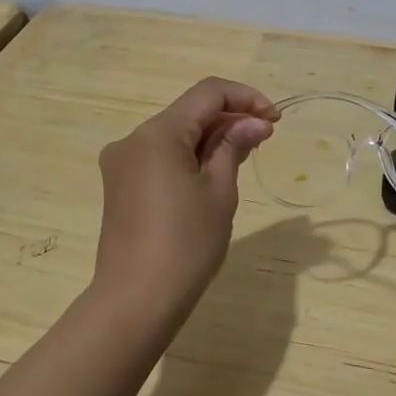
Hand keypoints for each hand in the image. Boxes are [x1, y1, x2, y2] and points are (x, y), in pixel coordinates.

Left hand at [94, 77, 278, 326]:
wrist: (136, 301)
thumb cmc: (186, 244)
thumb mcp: (219, 191)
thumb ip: (234, 146)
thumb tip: (254, 123)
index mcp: (157, 133)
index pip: (208, 93)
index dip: (246, 98)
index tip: (275, 120)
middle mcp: (133, 139)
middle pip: (189, 112)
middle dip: (229, 119)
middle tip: (266, 138)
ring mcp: (122, 163)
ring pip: (175, 134)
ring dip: (210, 138)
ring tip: (245, 155)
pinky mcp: (120, 185)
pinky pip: (160, 156)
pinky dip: (189, 156)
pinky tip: (213, 174)